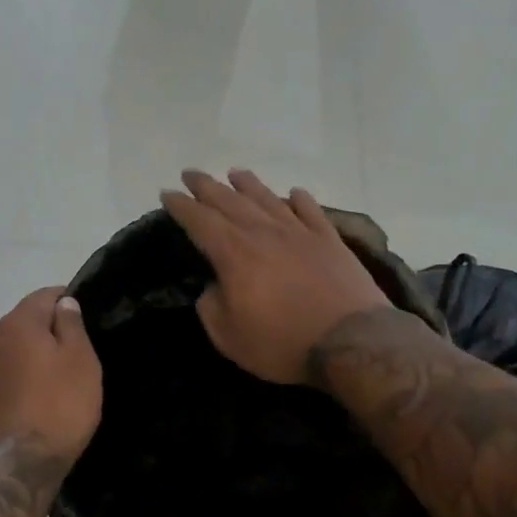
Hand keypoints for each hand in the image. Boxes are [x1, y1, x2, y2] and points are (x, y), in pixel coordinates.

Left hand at [0, 288, 102, 461]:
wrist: (15, 467)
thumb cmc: (58, 409)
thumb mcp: (80, 363)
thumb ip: (72, 326)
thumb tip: (63, 303)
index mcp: (17, 324)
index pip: (44, 296)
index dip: (66, 301)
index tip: (84, 317)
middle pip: (22, 325)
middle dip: (44, 333)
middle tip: (72, 356)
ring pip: (6, 354)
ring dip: (25, 360)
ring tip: (49, 384)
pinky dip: (12, 384)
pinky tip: (28, 405)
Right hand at [159, 169, 391, 384]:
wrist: (349, 340)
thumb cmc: (281, 343)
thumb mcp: (228, 337)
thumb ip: (211, 307)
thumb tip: (214, 287)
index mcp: (234, 253)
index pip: (200, 220)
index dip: (181, 206)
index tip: (167, 193)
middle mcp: (264, 233)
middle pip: (230, 201)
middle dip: (207, 186)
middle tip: (191, 174)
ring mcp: (300, 232)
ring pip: (268, 199)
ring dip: (248, 184)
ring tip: (235, 173)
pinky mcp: (330, 240)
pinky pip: (310, 211)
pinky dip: (299, 200)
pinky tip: (293, 194)